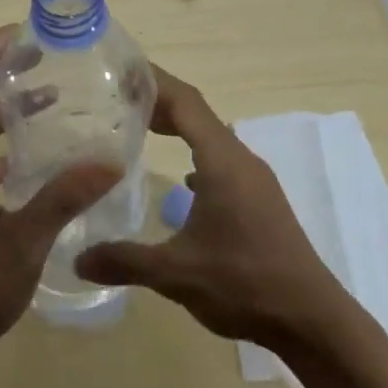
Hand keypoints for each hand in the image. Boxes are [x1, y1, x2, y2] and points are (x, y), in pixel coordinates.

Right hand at [75, 67, 355, 348]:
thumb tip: (77, 259)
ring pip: (211, 139)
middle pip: (198, 115)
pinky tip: (180, 182)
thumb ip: (124, 261)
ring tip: (140, 129)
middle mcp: (241, 161)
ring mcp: (255, 181)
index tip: (119, 70)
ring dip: (179, 129)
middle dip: (158, 102)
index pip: (186, 102)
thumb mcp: (176, 274)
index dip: (153, 81)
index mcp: (223, 162)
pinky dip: (196, 158)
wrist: (310, 318)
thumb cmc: (244, 284)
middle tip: (116, 98)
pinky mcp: (261, 202)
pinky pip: (222, 164)